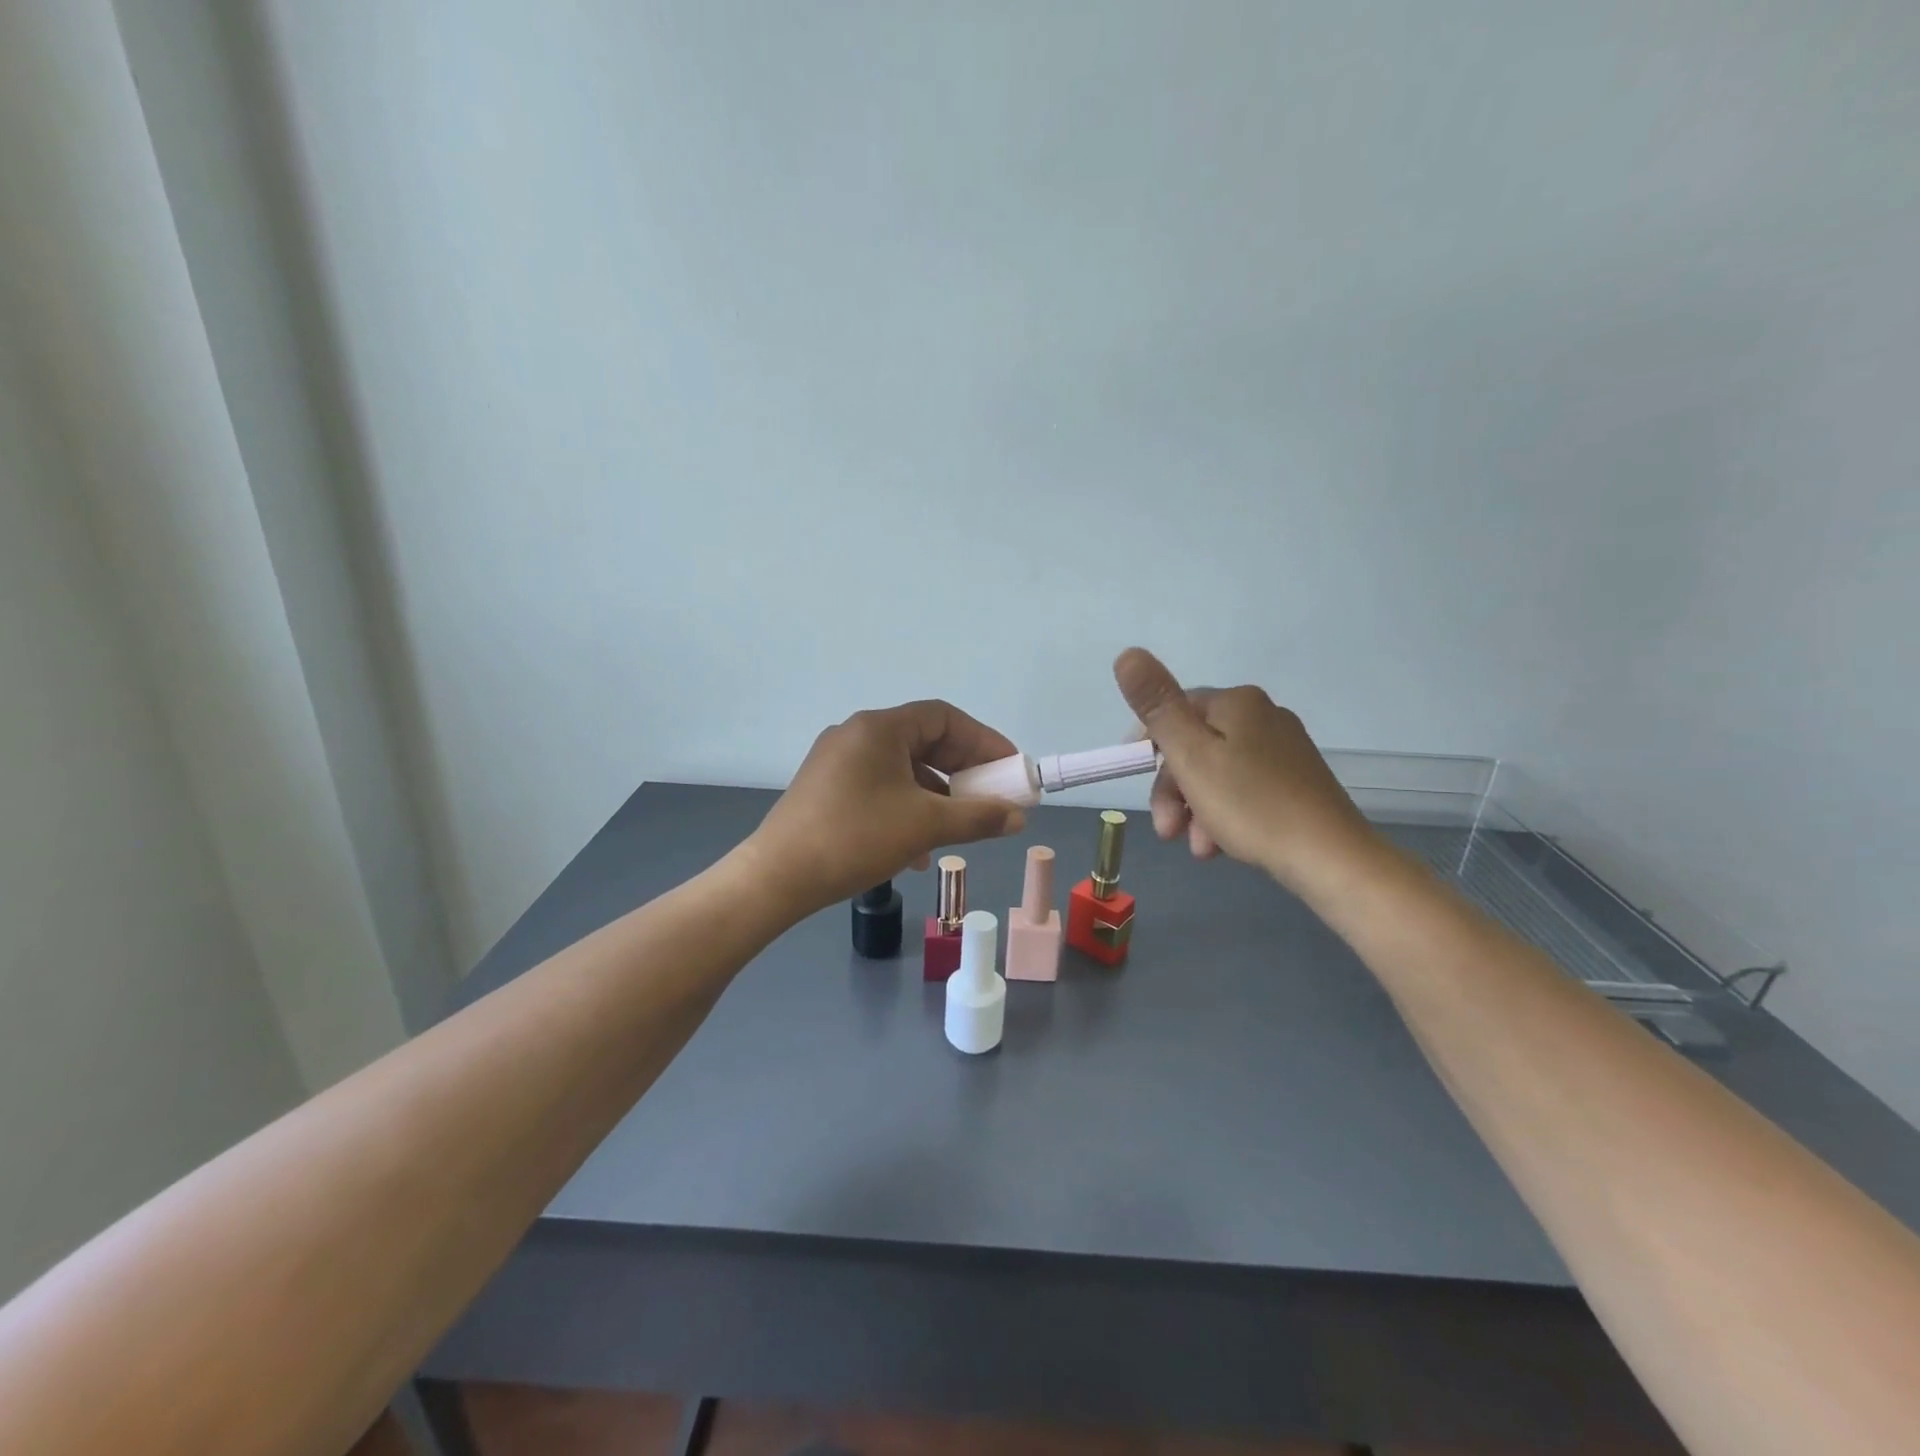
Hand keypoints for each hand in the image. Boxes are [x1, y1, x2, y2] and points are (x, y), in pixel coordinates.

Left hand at [749, 700, 1028, 911]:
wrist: (778, 877)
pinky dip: (906, 808)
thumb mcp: (925, 826)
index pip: (944, 717)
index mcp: (879, 728)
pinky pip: (880, 787)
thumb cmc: (856, 838)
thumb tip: (1018, 816)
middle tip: (990, 797)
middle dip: (962, 771)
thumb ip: (978, 817)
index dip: (983, 740)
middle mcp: (856, 734)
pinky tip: (917, 849)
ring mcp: (837, 762)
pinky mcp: (826, 789)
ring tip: (957, 828)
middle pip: (923, 741)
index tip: (1008, 767)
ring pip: (902, 769)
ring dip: (936, 795)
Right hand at [1114, 647, 1381, 899]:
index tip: (1135, 779)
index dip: (1148, 744)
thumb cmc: (1251, 804)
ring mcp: (1283, 751)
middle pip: (1195, 746)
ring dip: (1195, 809)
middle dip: (1173, 790)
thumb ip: (1157, 705)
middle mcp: (1262, 717)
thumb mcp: (1191, 755)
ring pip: (1216, 774)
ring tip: (1199, 847)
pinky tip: (1221, 845)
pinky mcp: (1296, 783)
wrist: (1330, 857)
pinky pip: (1243, 791)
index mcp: (1237, 703)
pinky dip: (1224, 815)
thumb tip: (1126, 654)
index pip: (1174, 710)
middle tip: (1168, 830)